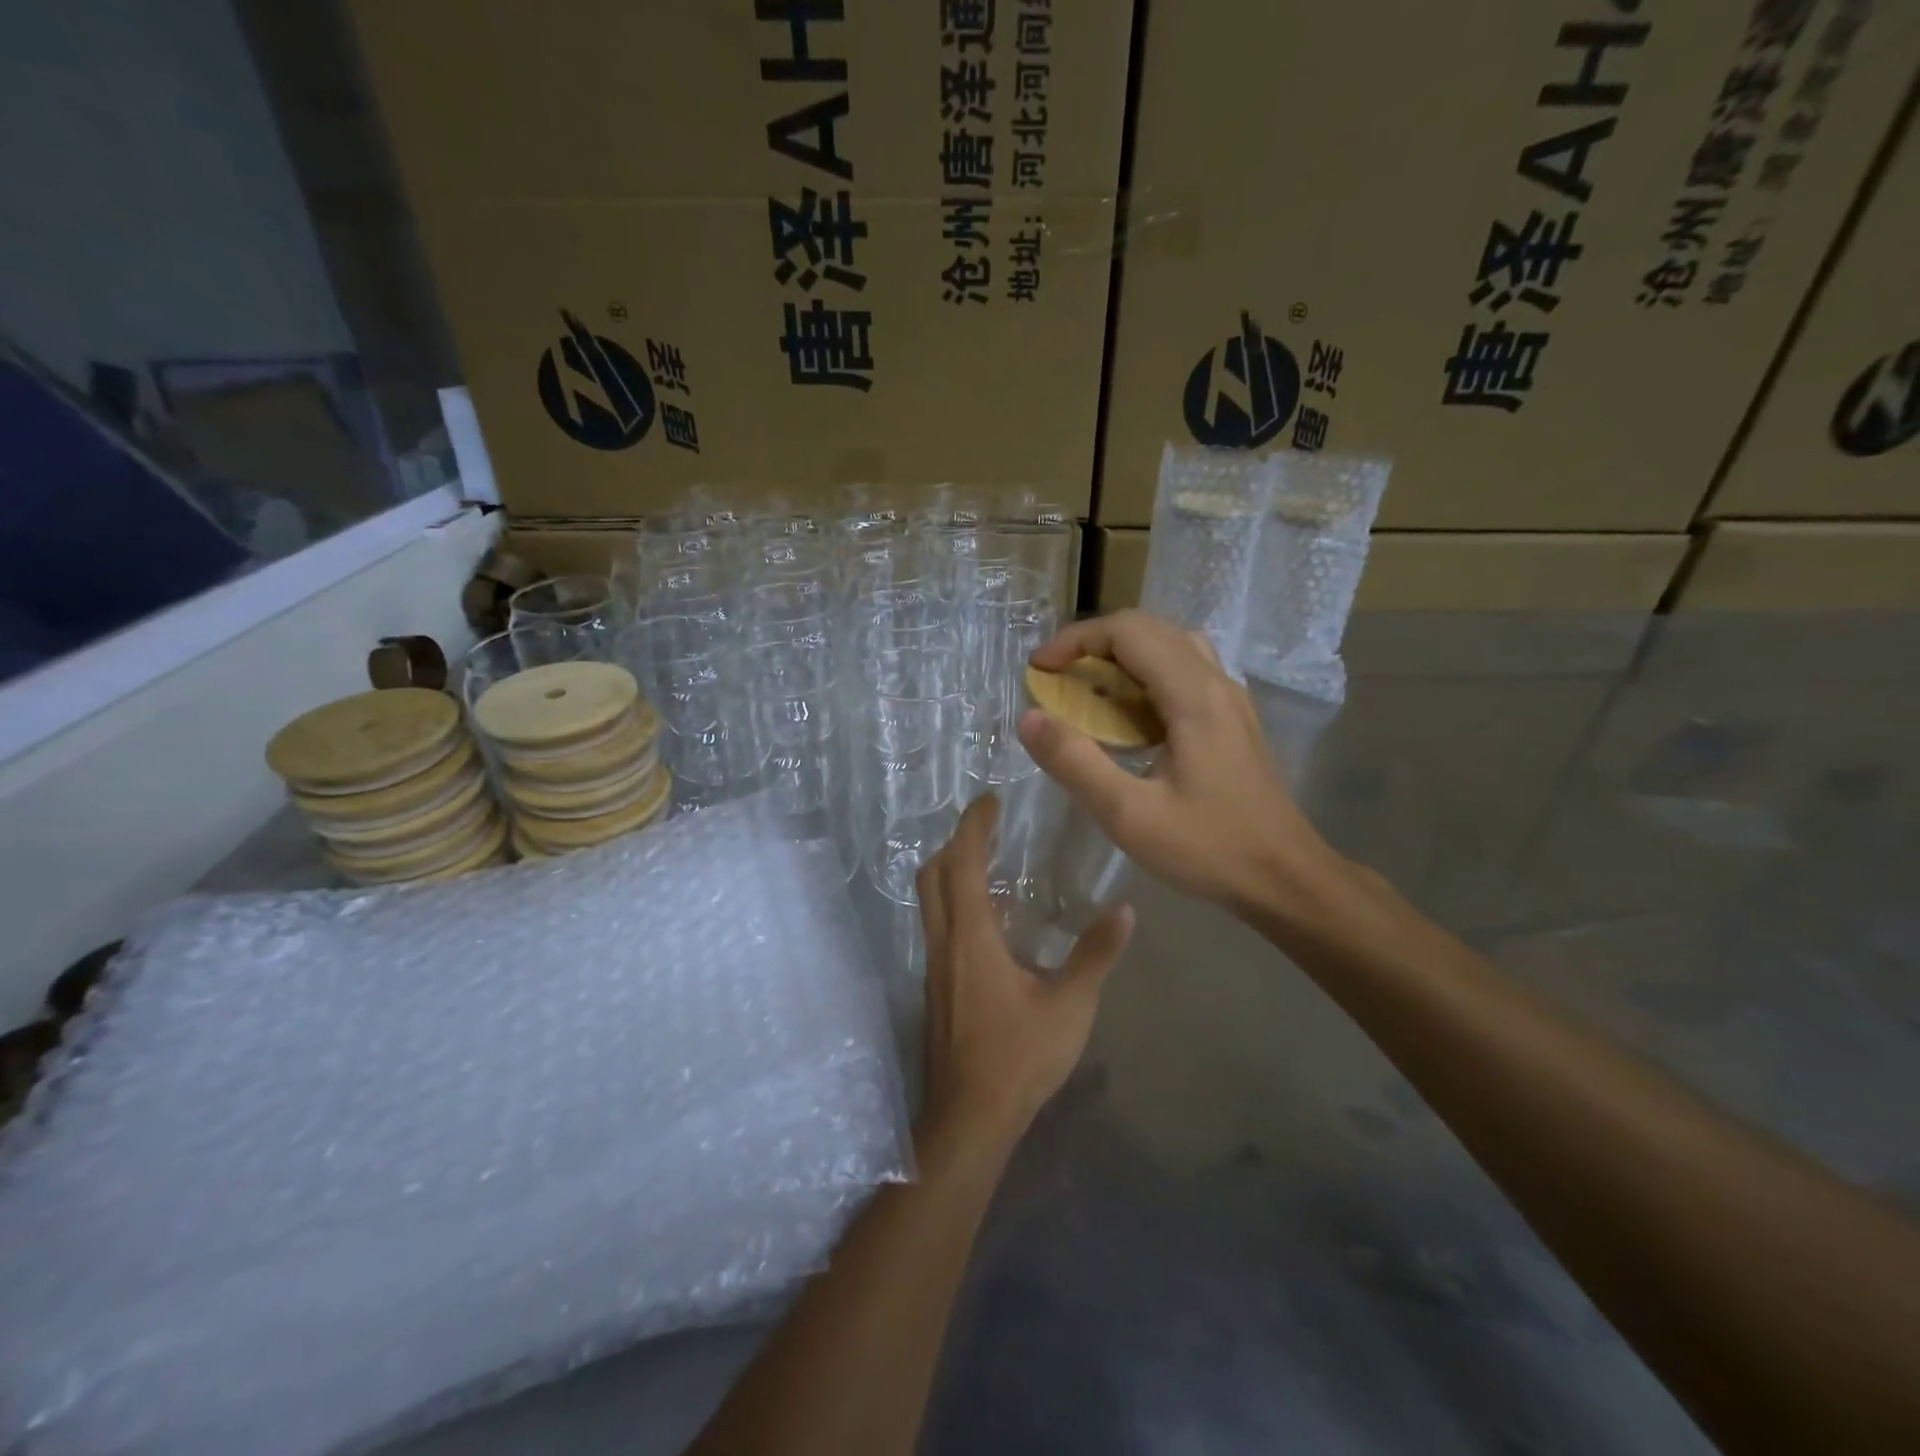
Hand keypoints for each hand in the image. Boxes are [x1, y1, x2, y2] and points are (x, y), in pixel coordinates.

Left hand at [916, 794, 1133, 1148]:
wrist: (969, 1118)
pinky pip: (938, 926)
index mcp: (971, 937)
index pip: (961, 864)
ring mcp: (934, 966)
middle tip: (987, 827)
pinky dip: (955, 902)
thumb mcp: (1070, 1005)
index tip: (990, 801)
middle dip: (955, 842)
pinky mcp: (935, 987)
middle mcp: (943, 942)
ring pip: (929, 901)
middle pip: (932, 874)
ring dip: (950, 871)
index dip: (973, 826)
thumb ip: (1095, 954)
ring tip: (989, 863)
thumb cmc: (1019, 1057)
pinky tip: (990, 921)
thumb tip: (1124, 909)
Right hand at [1017, 610, 1342, 920]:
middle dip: (1094, 645)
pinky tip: (1127, 719)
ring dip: (1122, 657)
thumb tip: (1028, 718)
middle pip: (1149, 629)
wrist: (1286, 878)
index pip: (1128, 630)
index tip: (1039, 670)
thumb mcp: (1129, 814)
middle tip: (1057, 680)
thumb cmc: (1210, 848)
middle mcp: (1215, 682)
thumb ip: (1075, 763)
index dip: (1076, 640)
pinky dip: (1144, 677)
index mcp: (1193, 695)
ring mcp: (1229, 699)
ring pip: (1170, 647)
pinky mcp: (1232, 719)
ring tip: (1088, 692)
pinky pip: (1184, 672)